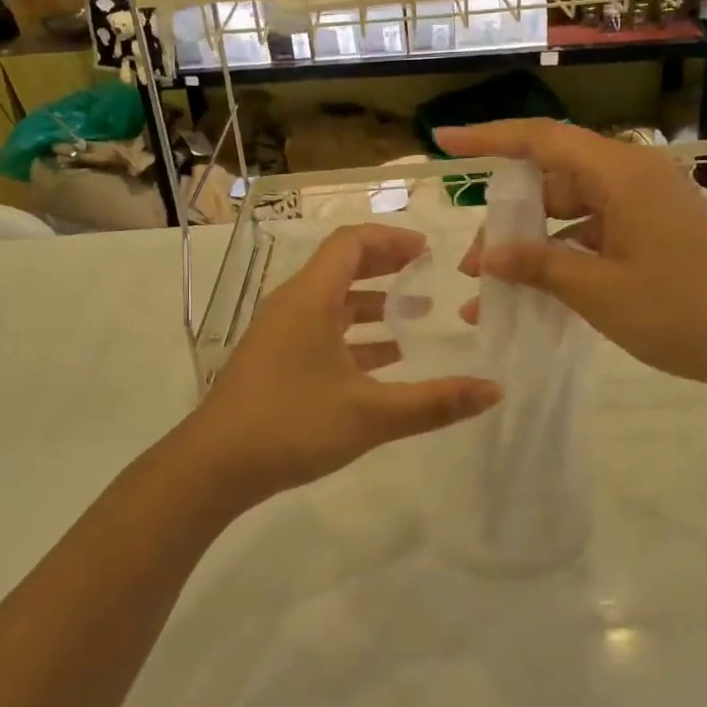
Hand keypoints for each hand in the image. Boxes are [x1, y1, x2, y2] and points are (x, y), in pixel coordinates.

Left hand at [195, 223, 500, 505]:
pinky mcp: (275, 361)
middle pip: (341, 267)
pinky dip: (354, 337)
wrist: (213, 466)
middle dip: (385, 268)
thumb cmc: (292, 424)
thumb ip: (434, 402)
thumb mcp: (371, 414)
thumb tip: (494, 390)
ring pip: (332, 303)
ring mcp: (280, 334)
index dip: (391, 239)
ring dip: (372, 305)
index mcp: (310, 298)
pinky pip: (321, 333)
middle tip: (426, 276)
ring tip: (415, 319)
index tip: (427, 251)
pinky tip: (384, 362)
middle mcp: (292, 305)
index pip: (351, 243)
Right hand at [435, 120, 706, 391]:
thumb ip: (539, 265)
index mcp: (621, 174)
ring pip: (572, 210)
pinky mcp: (657, 232)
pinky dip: (565, 256)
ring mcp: (648, 205)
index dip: (488, 138)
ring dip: (534, 244)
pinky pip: (596, 232)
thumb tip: (490, 256)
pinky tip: (539, 293)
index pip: (541, 140)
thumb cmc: (684, 311)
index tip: (443, 142)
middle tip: (474, 266)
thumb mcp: (599, 291)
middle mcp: (633, 177)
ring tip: (496, 288)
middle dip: (507, 219)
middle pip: (553, 180)